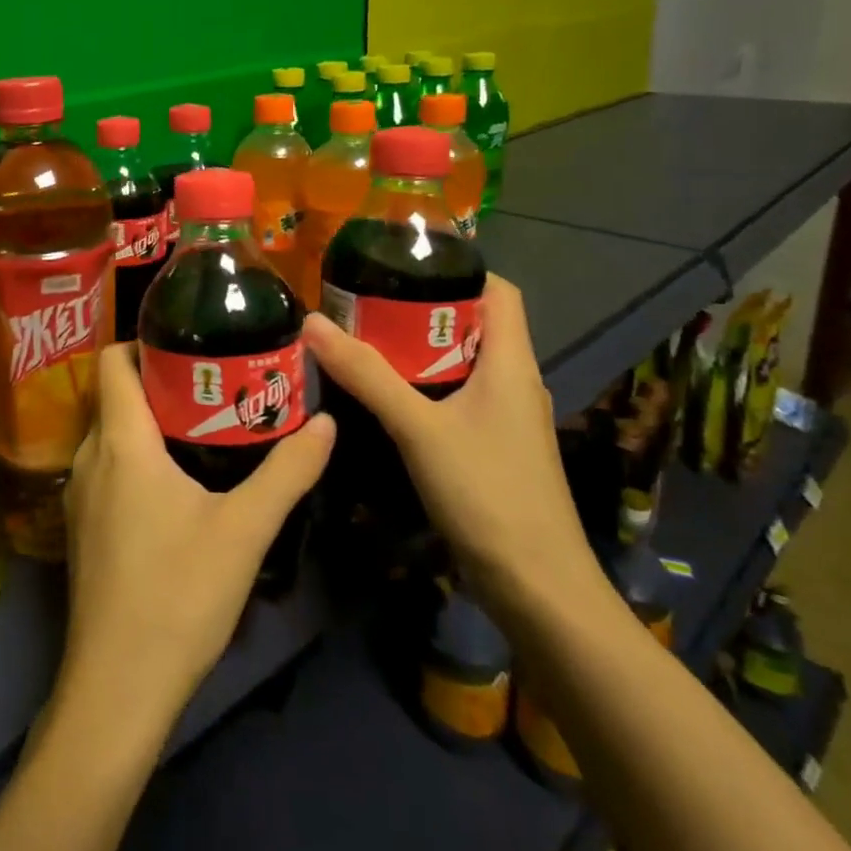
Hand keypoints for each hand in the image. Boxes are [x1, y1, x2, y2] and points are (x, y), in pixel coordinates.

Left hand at [56, 343, 334, 729]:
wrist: (117, 686)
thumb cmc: (179, 594)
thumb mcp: (245, 530)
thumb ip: (289, 471)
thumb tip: (326, 422)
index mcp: (120, 441)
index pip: (113, 361)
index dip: (144, 341)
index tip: (191, 345)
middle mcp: (89, 456)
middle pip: (116, 395)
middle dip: (161, 382)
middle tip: (215, 386)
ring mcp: (80, 494)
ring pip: (112, 434)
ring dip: (150, 423)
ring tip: (205, 429)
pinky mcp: (83, 528)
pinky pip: (107, 468)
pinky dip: (137, 458)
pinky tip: (177, 486)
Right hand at [300, 276, 601, 622]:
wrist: (537, 587)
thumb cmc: (487, 493)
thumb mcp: (419, 428)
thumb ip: (367, 375)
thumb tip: (312, 322)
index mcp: (511, 363)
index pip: (500, 291)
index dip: (460, 268)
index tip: (404, 262)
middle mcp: (514, 382)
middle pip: (474, 325)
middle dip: (422, 308)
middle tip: (365, 301)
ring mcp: (505, 418)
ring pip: (462, 364)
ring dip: (418, 349)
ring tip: (364, 340)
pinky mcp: (492, 448)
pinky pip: (456, 398)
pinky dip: (423, 385)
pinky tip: (384, 395)